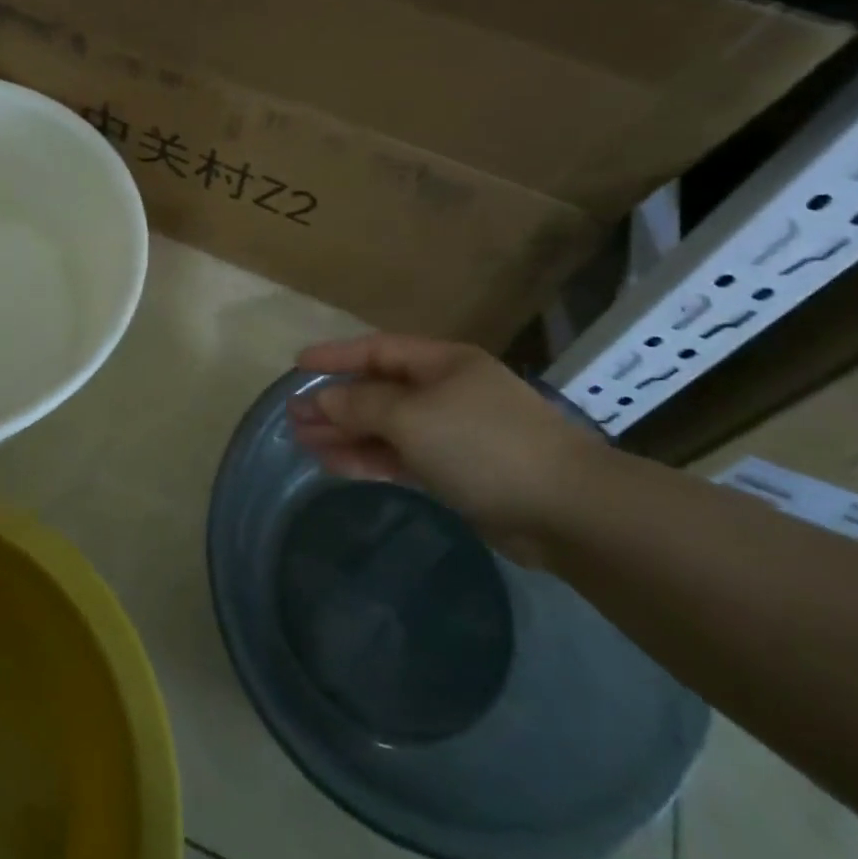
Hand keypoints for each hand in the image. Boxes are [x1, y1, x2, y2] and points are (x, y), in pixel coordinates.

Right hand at [286, 333, 608, 554]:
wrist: (564, 509)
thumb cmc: (482, 444)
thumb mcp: (412, 416)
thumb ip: (361, 405)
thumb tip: (322, 398)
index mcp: (442, 363)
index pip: (378, 349)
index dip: (336, 356)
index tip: (296, 365)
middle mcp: (446, 391)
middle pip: (379, 390)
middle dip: (336, 402)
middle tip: (293, 416)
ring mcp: (452, 433)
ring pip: (387, 427)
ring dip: (347, 434)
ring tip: (304, 443)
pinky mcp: (457, 471)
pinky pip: (402, 458)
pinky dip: (370, 459)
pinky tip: (336, 465)